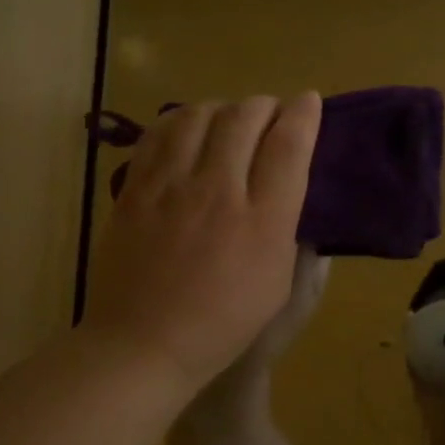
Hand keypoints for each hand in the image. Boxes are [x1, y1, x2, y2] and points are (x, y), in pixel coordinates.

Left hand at [81, 94, 321, 400]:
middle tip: (270, 114)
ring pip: (199, 115)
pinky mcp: (136, 189)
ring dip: (222, 108)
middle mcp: (219, 191)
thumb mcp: (277, 285)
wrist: (145, 343)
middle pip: (245, 118)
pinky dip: (180, 121)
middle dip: (265, 105)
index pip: (289, 145)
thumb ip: (285, 229)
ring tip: (228, 120)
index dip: (303, 115)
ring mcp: (171, 186)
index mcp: (263, 221)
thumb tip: (284, 189)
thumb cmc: (222, 324)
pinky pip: (159, 133)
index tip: (308, 102)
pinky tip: (187, 130)